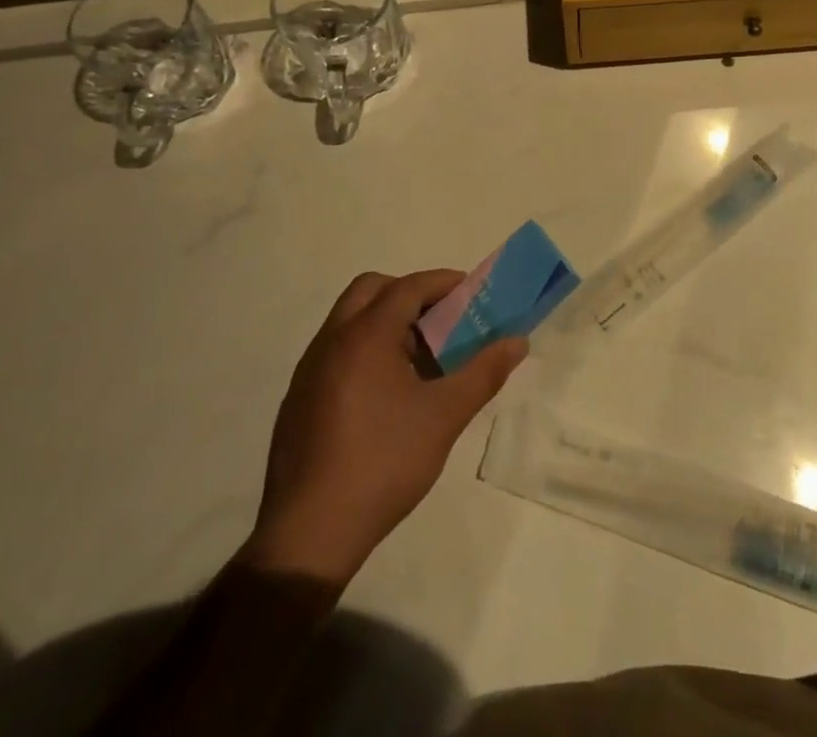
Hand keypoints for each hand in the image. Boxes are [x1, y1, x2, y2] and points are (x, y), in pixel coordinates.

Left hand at [239, 270, 526, 586]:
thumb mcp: (444, 416)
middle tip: (441, 320)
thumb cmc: (384, 463)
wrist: (309, 534)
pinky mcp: (299, 398)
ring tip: (420, 357)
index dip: (443, 283)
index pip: (408, 287)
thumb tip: (518, 342)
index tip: (472, 293)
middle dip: (409, 293)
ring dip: (386, 321)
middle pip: (371, 290)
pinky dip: (365, 348)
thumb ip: (484, 373)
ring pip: (350, 319)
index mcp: (365, 336)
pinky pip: (336, 349)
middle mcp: (332, 340)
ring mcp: (309, 370)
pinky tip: (388, 392)